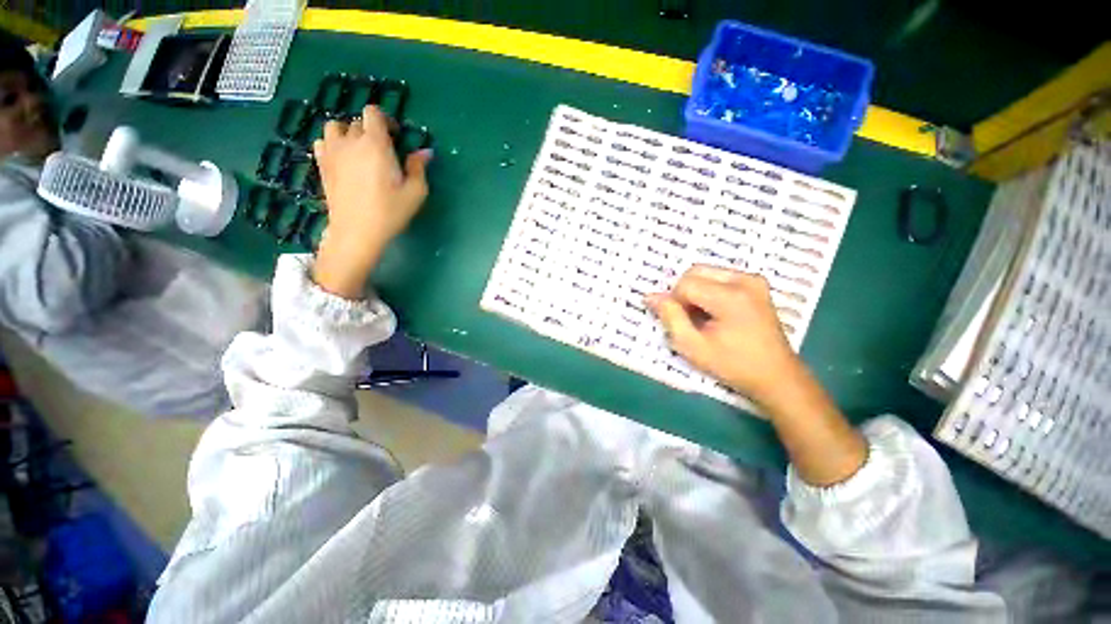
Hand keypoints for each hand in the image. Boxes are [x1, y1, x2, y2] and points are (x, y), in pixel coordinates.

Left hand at [311, 106, 432, 298]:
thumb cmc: (390, 212)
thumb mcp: (415, 192)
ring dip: (348, 133)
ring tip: (359, 151)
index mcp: (375, 144)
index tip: (395, 136)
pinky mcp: (321, 165)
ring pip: (335, 127)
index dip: (385, 120)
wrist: (357, 231)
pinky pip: (322, 142)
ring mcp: (331, 152)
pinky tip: (342, 159)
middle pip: (358, 122)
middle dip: (372, 131)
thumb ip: (418, 168)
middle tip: (383, 152)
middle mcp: (350, 141)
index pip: (373, 113)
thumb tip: (425, 151)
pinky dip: (332, 144)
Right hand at [645, 265, 799, 404]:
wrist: (776, 376)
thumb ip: (670, 317)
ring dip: (696, 292)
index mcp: (730, 296)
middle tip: (689, 319)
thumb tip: (650, 296)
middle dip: (684, 293)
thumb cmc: (732, 365)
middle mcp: (744, 280)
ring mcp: (753, 280)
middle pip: (695, 272)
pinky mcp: (757, 284)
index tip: (682, 324)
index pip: (685, 284)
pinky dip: (709, 291)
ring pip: (706, 273)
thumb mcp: (693, 346)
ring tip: (703, 317)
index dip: (674, 302)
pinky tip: (715, 313)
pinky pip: (720, 277)